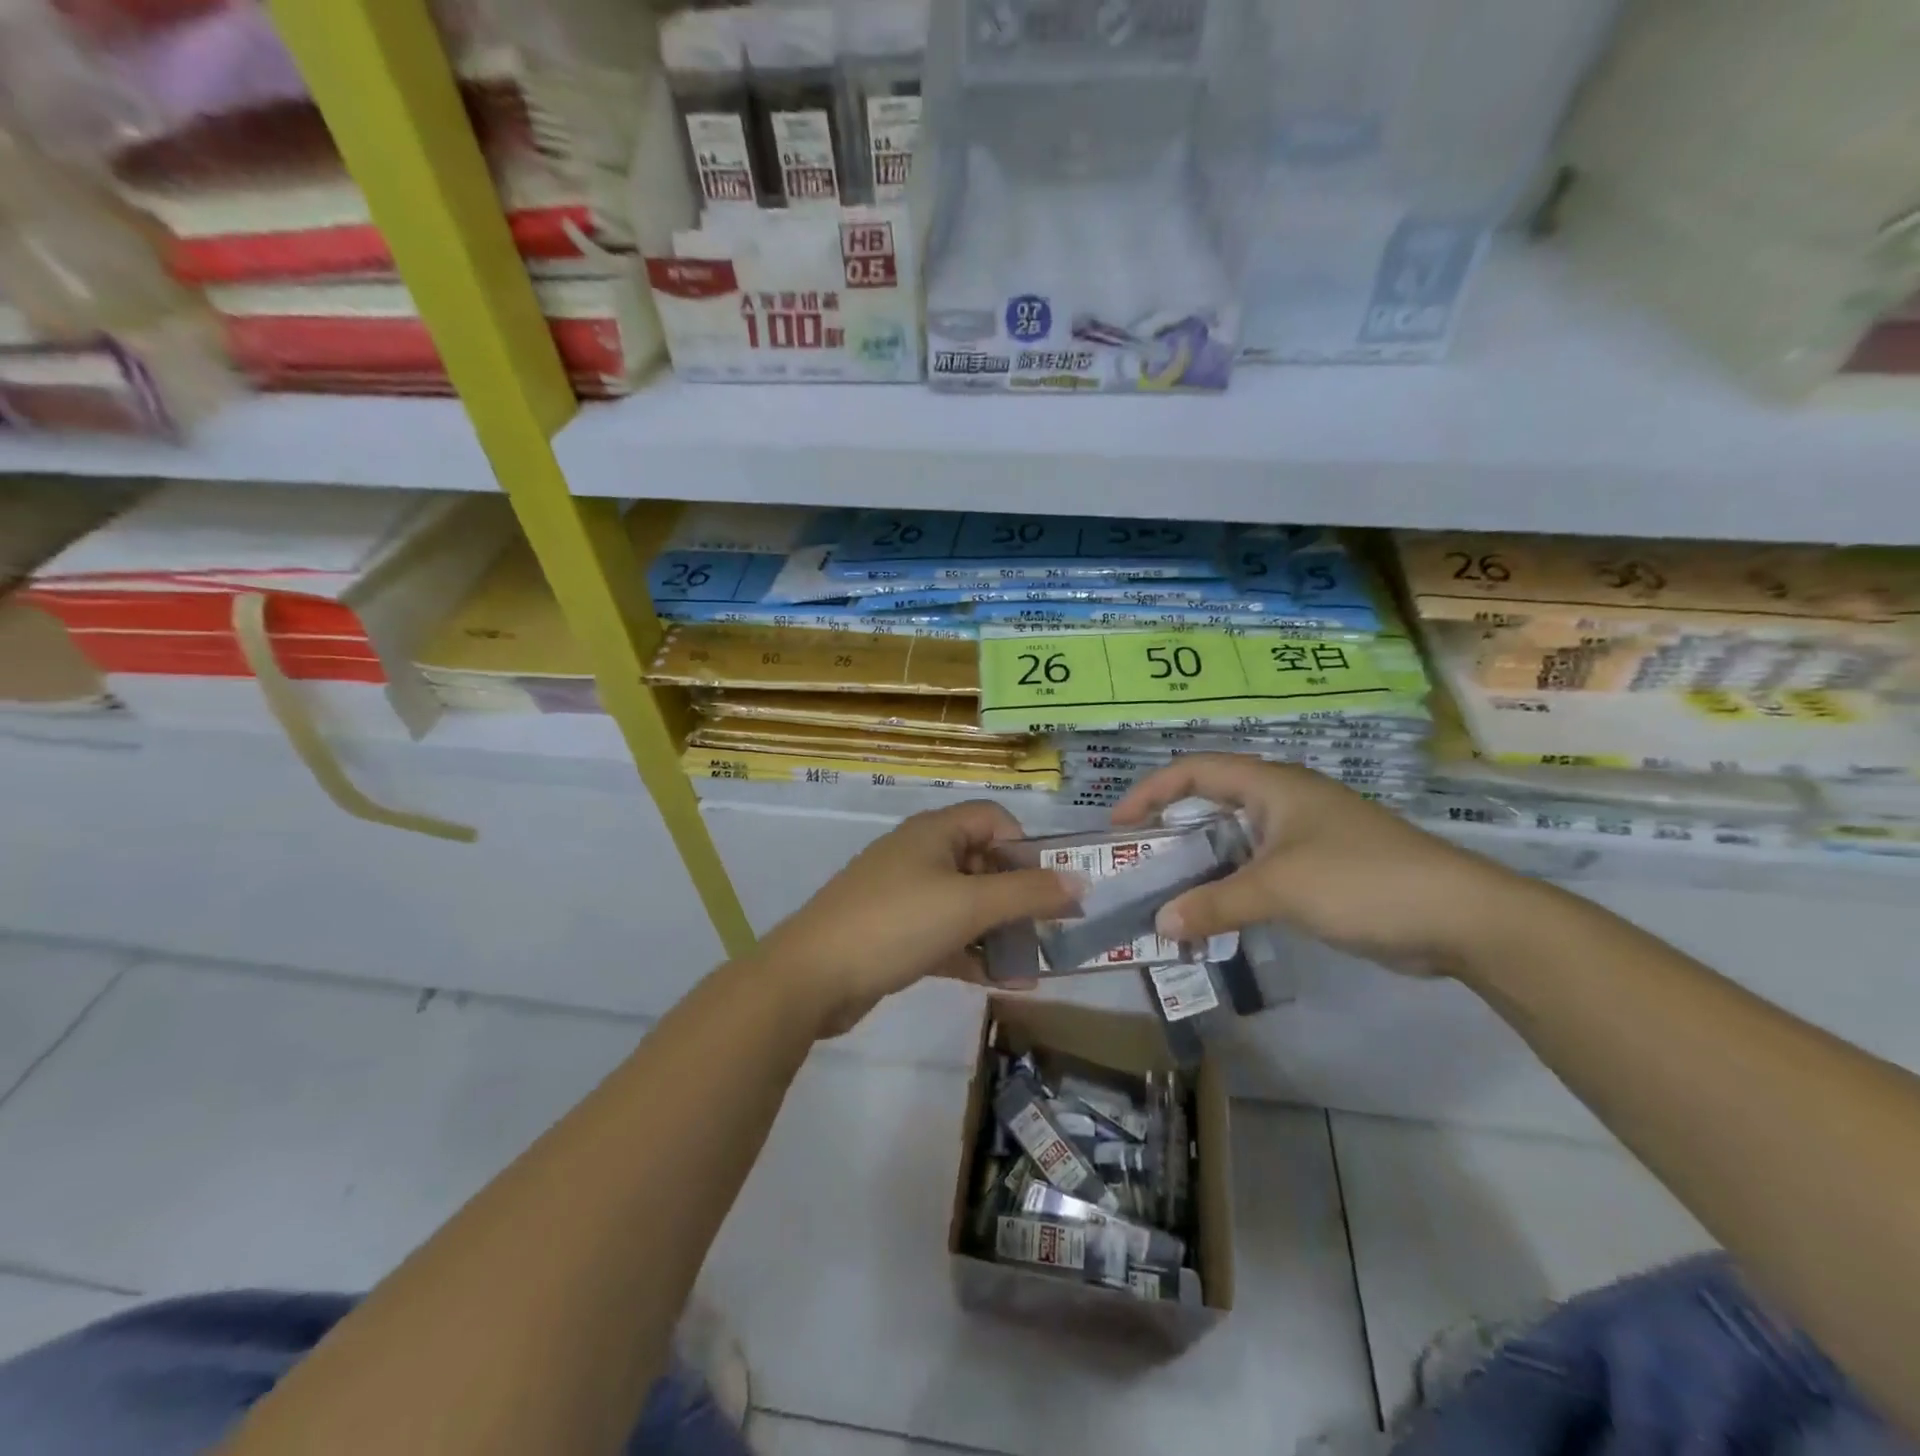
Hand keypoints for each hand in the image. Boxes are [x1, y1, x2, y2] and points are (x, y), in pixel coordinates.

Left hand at [760, 801, 1084, 1037]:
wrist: (811, 977)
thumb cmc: (896, 924)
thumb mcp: (969, 905)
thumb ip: (1028, 893)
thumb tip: (1082, 880)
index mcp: (935, 832)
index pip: (994, 820)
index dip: (1026, 849)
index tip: (1046, 889)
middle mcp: (920, 855)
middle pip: (983, 863)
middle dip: (1018, 897)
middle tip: (1049, 932)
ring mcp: (904, 895)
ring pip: (966, 904)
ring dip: (1000, 931)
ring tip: (1033, 966)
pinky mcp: (894, 933)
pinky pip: (945, 934)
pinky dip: (972, 953)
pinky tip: (1003, 984)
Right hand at [1112, 755, 1523, 974]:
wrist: (1461, 918)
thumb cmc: (1361, 881)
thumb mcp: (1278, 888)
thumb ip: (1214, 904)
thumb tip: (1160, 924)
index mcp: (1273, 785)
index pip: (1195, 771)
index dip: (1151, 791)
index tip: (1120, 826)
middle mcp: (1285, 801)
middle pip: (1212, 802)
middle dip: (1171, 828)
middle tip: (1139, 861)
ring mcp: (1306, 836)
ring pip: (1236, 840)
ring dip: (1202, 864)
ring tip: (1169, 894)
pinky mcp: (1322, 870)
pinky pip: (1260, 870)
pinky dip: (1232, 887)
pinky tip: (1218, 915)